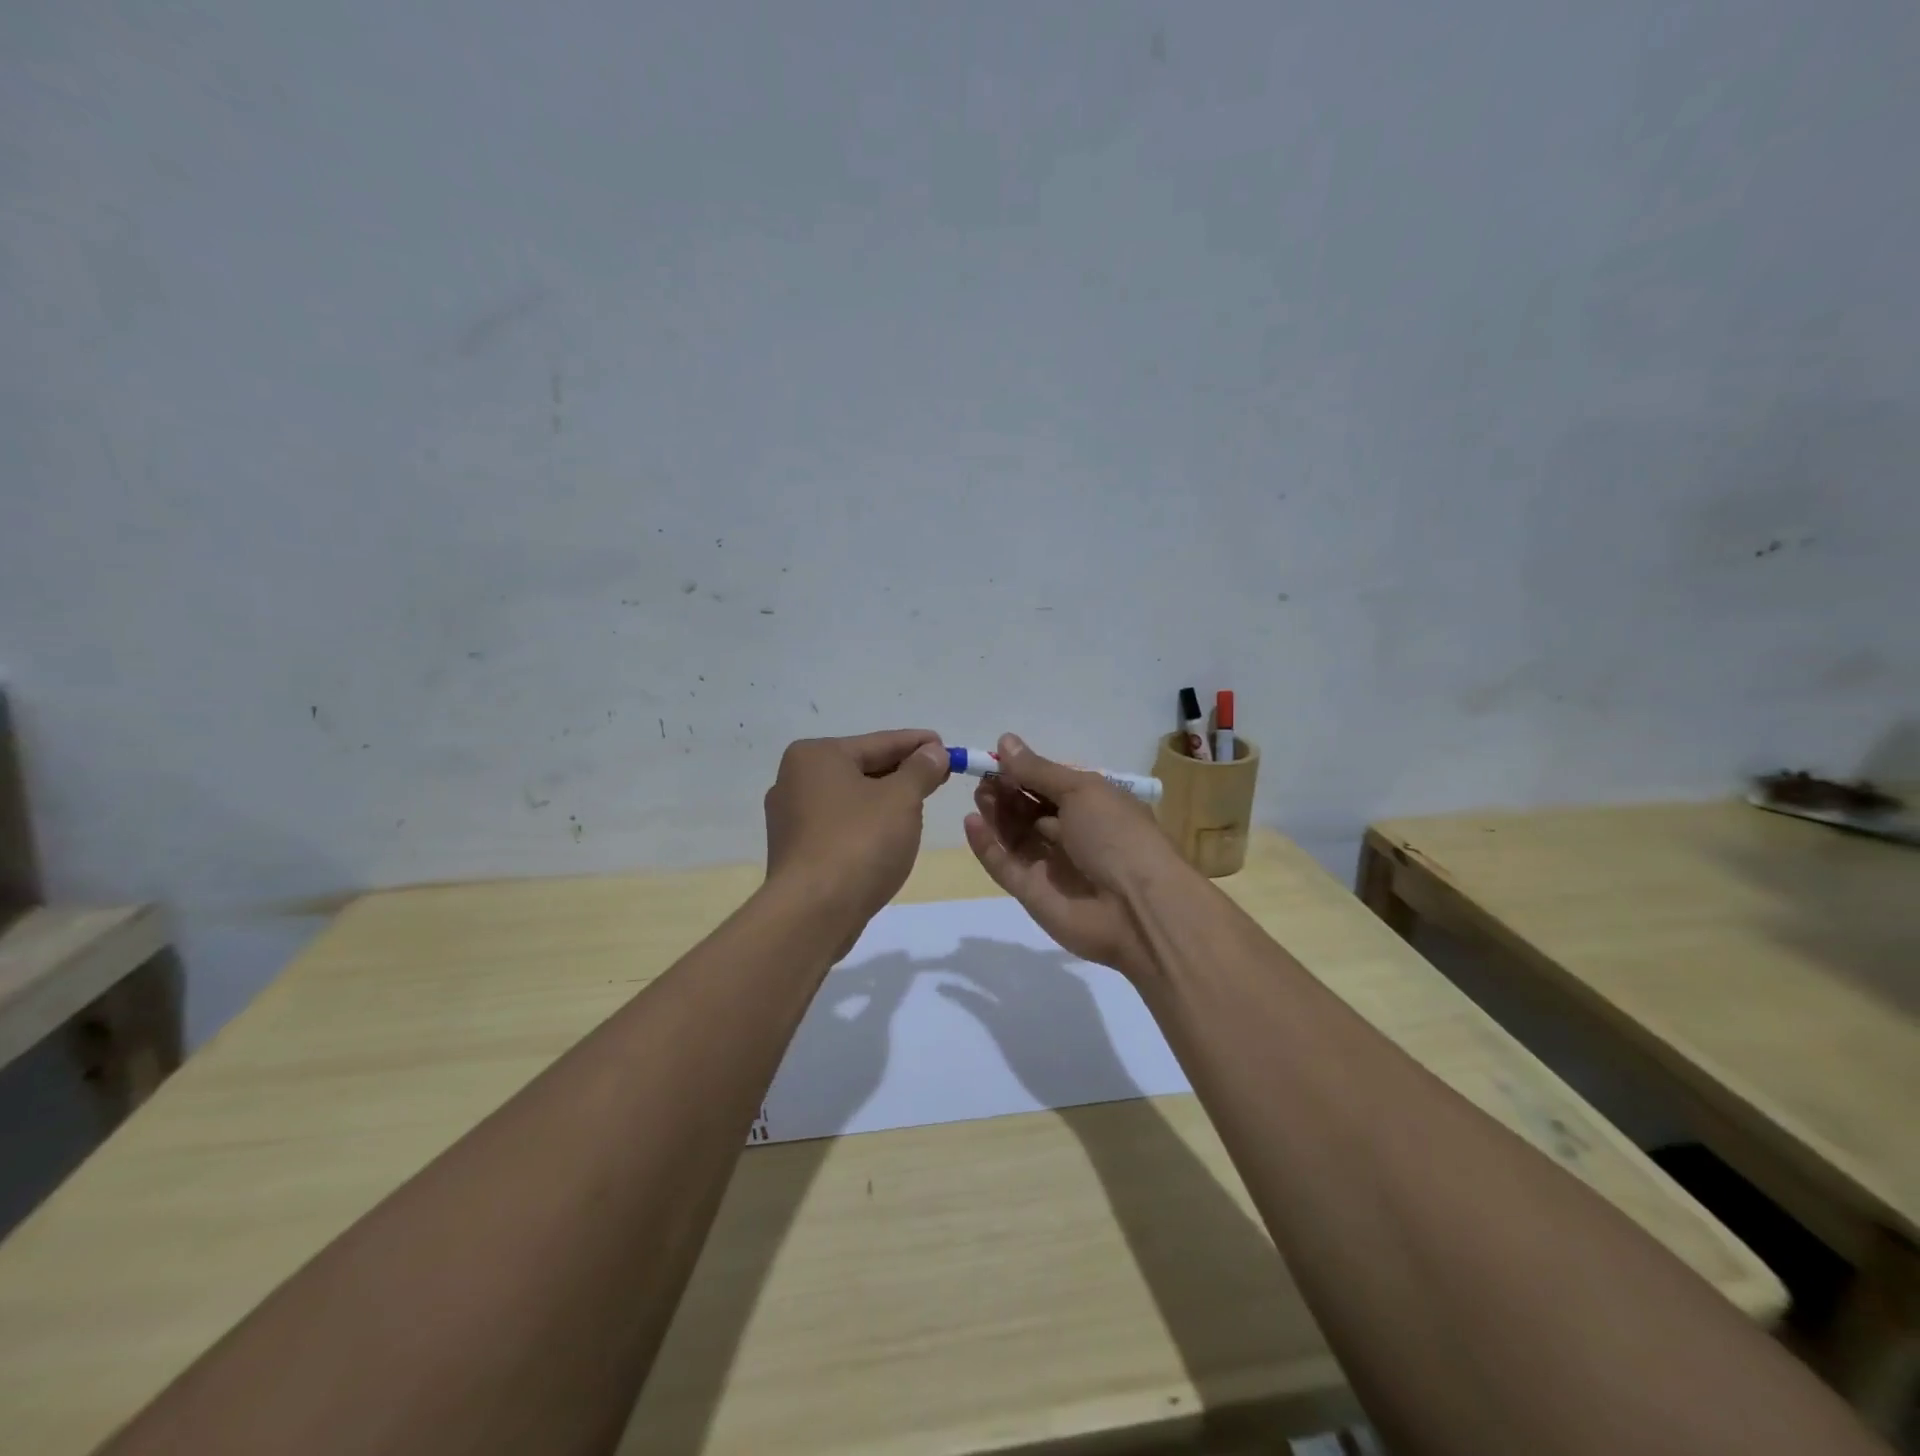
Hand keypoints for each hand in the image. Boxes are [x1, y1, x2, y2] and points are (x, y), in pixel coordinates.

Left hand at [763, 729, 949, 927]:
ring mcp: (791, 818)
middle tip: (941, 774)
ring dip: (886, 799)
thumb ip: (920, 770)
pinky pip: (841, 825)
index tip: (946, 746)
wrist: (813, 913)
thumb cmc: (859, 843)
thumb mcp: (901, 799)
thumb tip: (933, 751)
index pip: (878, 742)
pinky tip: (890, 833)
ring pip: (851, 798)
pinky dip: (867, 823)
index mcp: (815, 756)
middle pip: (862, 768)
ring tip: (921, 802)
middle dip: (903, 772)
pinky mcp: (796, 851)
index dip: (917, 744)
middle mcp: (795, 780)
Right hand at [961, 733, 1183, 976]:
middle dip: (1007, 791)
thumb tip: (1005, 740)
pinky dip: (987, 845)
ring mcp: (1051, 866)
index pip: (1051, 785)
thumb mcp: (1081, 790)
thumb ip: (1038, 770)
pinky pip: (1005, 866)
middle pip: (1030, 810)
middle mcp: (1072, 835)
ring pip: (1015, 836)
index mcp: (1093, 807)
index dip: (1025, 772)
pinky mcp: (1032, 894)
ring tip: (979, 794)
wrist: (1137, 908)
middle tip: (983, 777)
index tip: (997, 759)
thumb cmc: (1116, 835)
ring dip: (996, 813)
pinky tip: (971, 823)